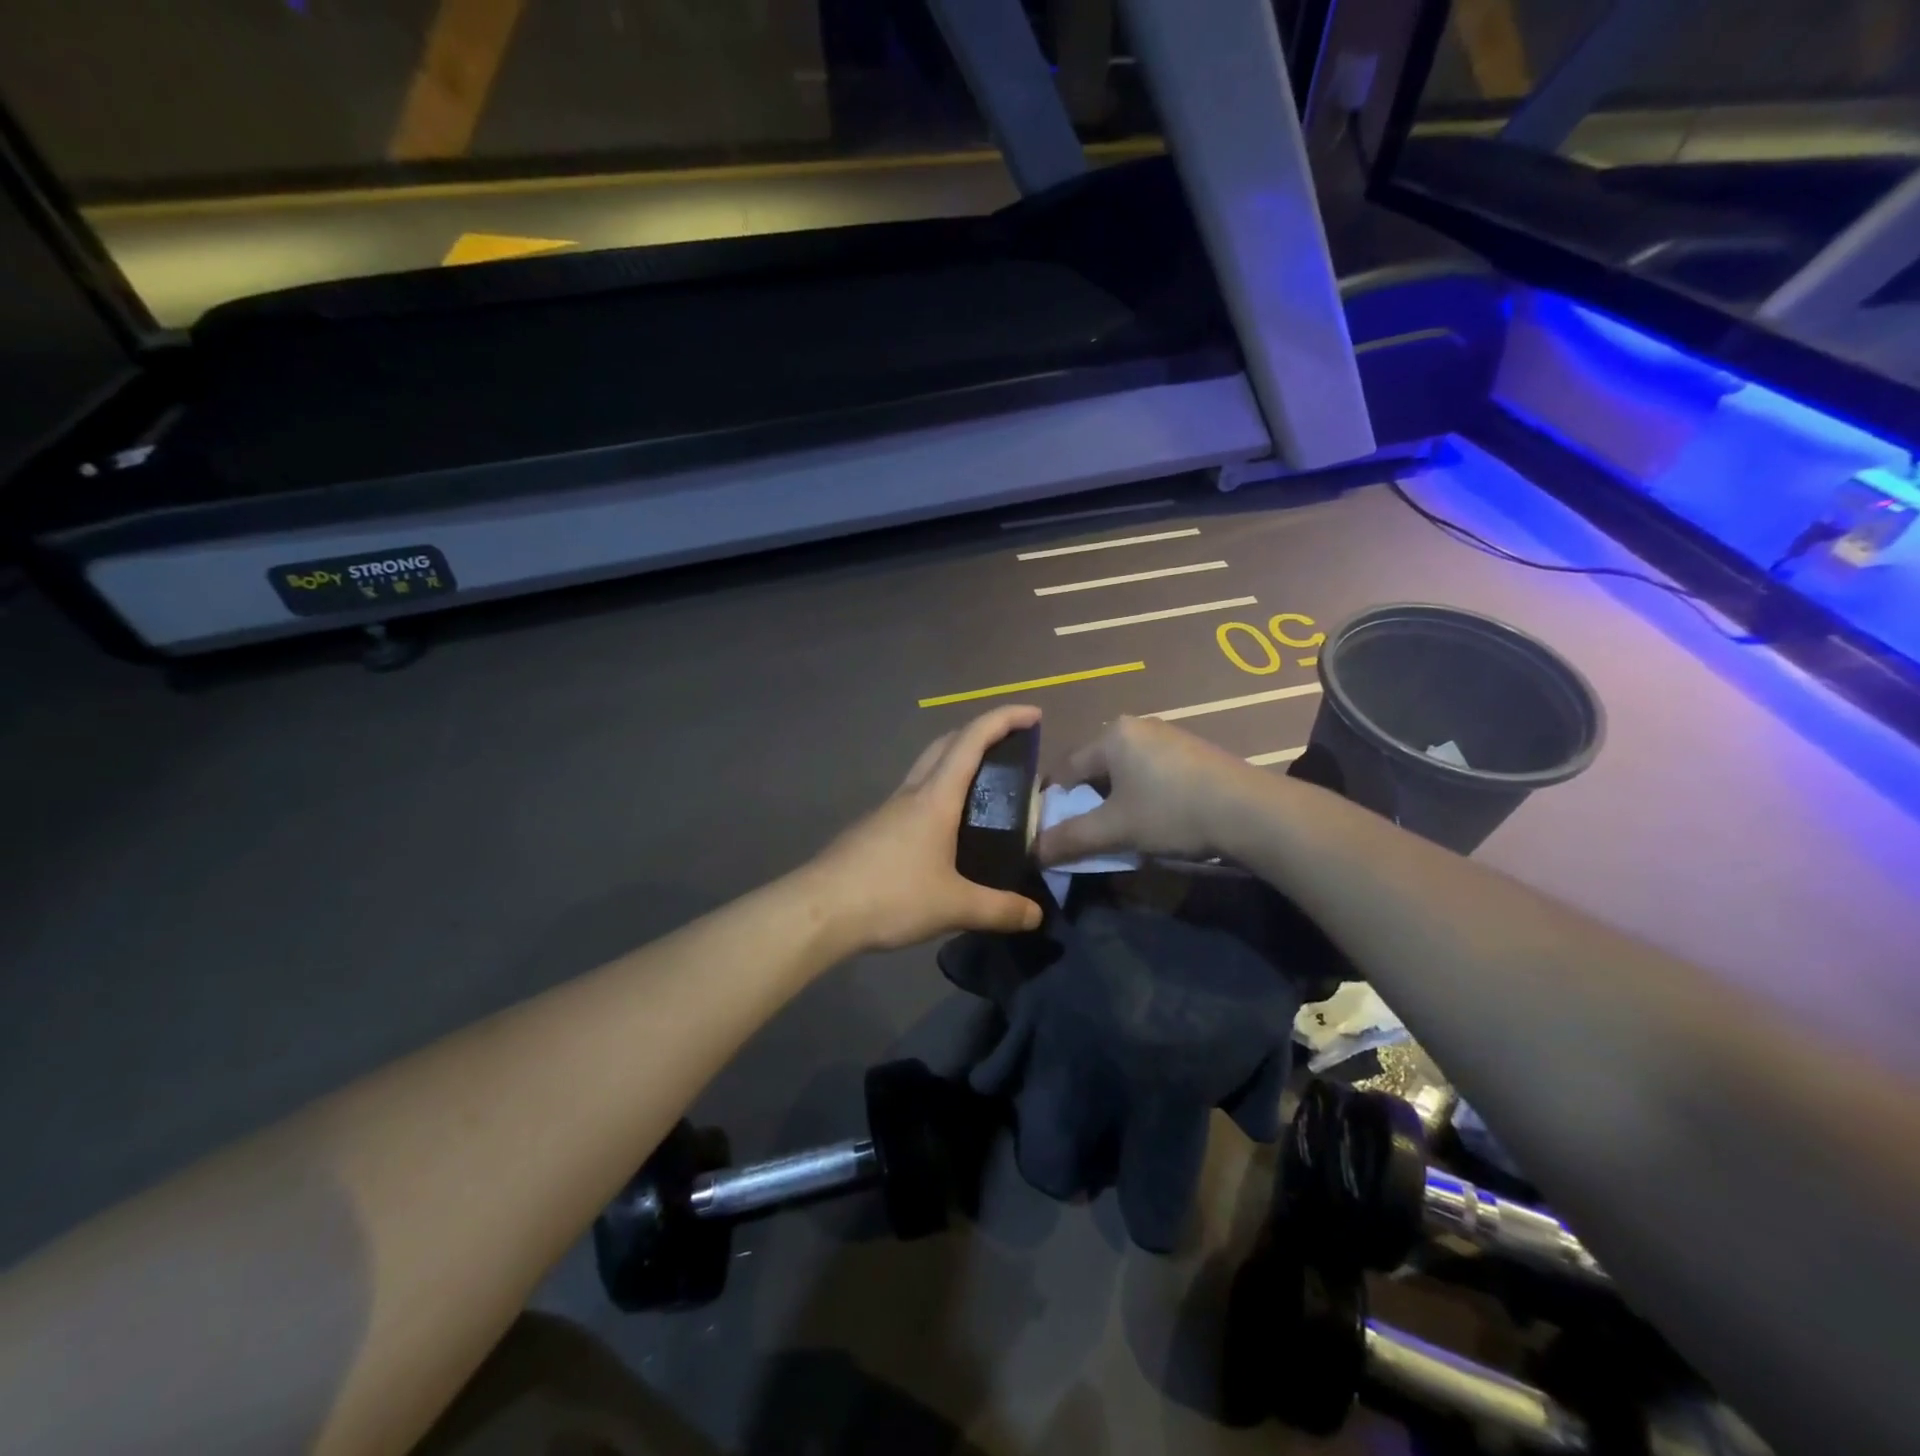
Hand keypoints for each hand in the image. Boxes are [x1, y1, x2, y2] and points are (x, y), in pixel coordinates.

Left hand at [808, 705, 1045, 951]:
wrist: (818, 910)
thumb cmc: (890, 895)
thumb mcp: (954, 906)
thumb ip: (999, 909)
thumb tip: (1036, 915)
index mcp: (935, 798)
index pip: (972, 740)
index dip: (1004, 719)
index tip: (1033, 714)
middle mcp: (911, 793)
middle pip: (946, 744)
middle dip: (980, 733)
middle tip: (1010, 749)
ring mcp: (888, 809)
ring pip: (926, 769)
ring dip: (956, 764)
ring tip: (984, 792)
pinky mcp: (873, 829)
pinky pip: (913, 798)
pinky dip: (938, 795)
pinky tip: (946, 831)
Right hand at [1035, 716, 1256, 864]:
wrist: (1250, 811)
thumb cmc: (1172, 811)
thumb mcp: (1115, 829)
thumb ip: (1070, 838)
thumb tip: (1032, 852)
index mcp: (1112, 734)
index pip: (1065, 768)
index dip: (1053, 802)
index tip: (1049, 830)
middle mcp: (1137, 726)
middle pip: (1095, 767)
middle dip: (1086, 801)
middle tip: (1084, 832)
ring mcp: (1168, 736)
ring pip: (1124, 771)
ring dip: (1115, 800)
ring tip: (1118, 830)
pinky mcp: (1192, 752)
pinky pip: (1151, 772)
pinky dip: (1142, 794)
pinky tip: (1154, 818)